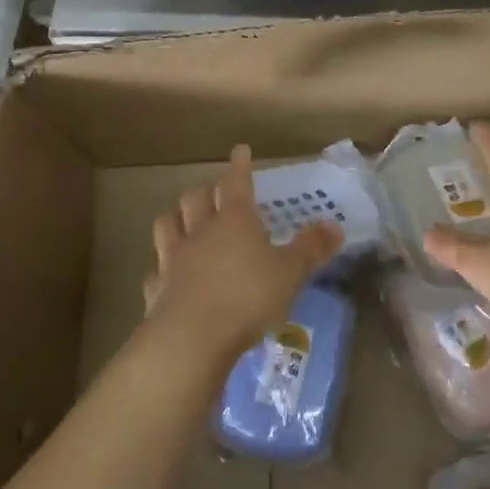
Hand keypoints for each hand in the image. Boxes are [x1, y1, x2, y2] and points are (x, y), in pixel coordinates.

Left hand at [145, 145, 342, 361]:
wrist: (192, 338)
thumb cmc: (247, 298)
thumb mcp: (290, 273)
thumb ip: (311, 249)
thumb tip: (334, 226)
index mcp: (234, 221)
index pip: (236, 183)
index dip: (240, 166)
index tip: (240, 150)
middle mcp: (200, 231)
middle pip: (196, 198)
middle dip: (206, 190)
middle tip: (214, 190)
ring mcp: (173, 258)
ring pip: (168, 224)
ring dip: (175, 217)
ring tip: (182, 218)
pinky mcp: (157, 289)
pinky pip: (155, 270)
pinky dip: (161, 267)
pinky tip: (165, 273)